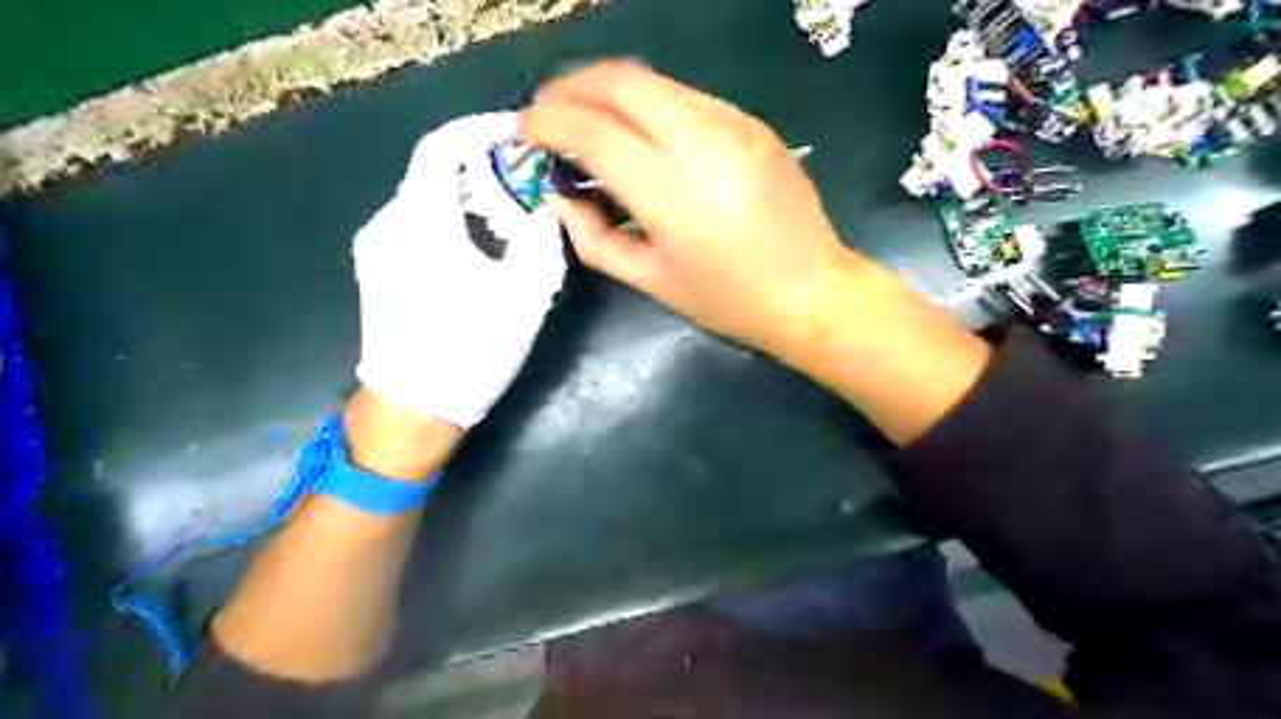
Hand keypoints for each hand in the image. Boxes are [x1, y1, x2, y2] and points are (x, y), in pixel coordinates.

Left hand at [351, 112, 566, 425]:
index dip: (480, 130)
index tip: (518, 134)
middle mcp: (388, 224)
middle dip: (482, 169)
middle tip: (528, 185)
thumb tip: (547, 211)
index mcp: (421, 223)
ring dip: (469, 198)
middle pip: (434, 173)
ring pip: (425, 200)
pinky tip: (480, 249)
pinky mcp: (378, 270)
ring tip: (511, 219)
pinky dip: (451, 221)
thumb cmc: (468, 352)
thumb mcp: (522, 298)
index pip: (441, 146)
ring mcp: (377, 249)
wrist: (411, 410)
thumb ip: (540, 243)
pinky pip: (416, 226)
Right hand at [521, 59, 859, 354]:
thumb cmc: (727, 299)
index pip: (592, 130)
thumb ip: (593, 238)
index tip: (524, 132)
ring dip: (609, 91)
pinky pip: (686, 98)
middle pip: (621, 80)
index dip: (548, 124)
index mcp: (670, 190)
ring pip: (655, 82)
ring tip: (588, 118)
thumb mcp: (651, 281)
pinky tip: (642, 133)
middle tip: (549, 112)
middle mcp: (700, 140)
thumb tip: (558, 198)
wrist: (811, 291)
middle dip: (572, 86)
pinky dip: (649, 104)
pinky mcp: (752, 123)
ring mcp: (732, 124)